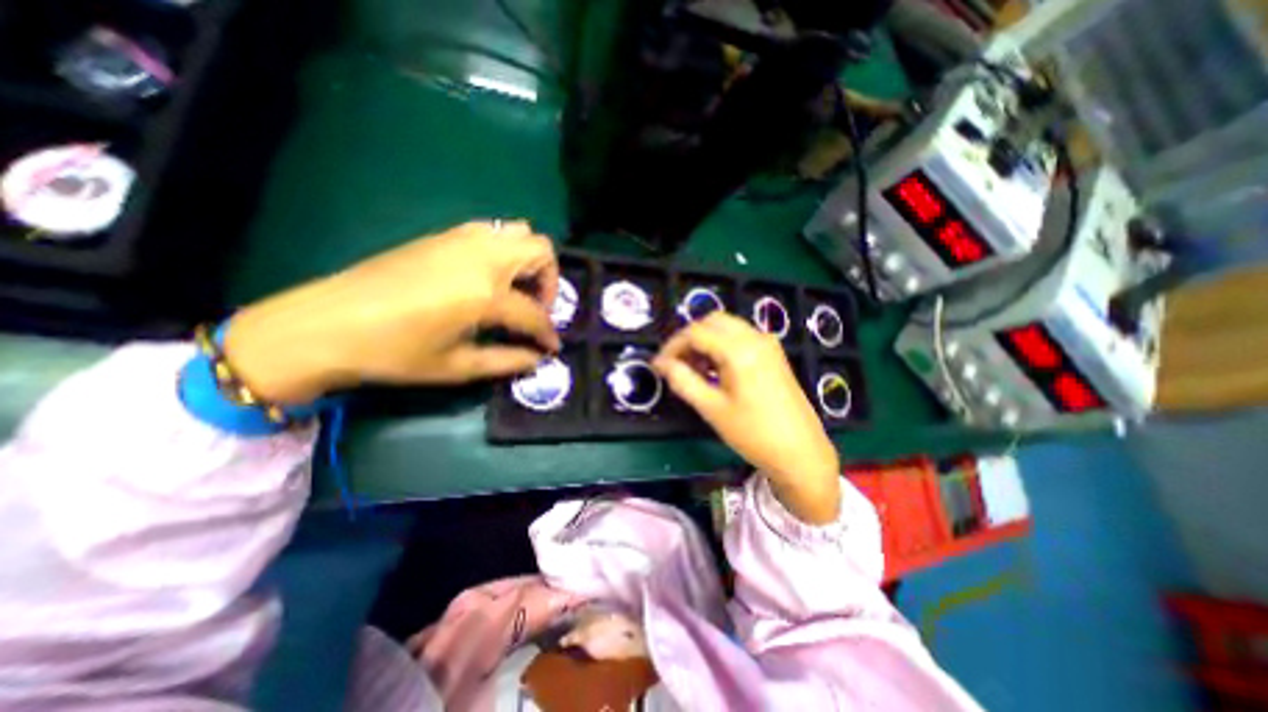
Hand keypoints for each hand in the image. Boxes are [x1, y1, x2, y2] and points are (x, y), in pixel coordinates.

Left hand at [226, 219, 559, 402]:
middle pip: (541, 251)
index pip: (535, 313)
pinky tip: (491, 276)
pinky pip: (493, 231)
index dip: (548, 333)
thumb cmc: (394, 353)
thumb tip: (539, 359)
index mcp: (485, 294)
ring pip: (520, 232)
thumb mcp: (457, 366)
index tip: (552, 347)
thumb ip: (508, 361)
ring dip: (530, 260)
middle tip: (537, 308)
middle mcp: (482, 257)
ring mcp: (462, 239)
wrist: (325, 324)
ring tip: (517, 289)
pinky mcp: (444, 235)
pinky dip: (506, 250)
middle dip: (549, 281)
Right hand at [653, 310, 840, 521]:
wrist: (801, 452)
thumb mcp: (711, 409)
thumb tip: (660, 364)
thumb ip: (683, 381)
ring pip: (726, 326)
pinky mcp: (773, 353)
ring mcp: (767, 343)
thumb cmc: (753, 433)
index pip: (695, 332)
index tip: (658, 365)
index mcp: (739, 350)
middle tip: (675, 364)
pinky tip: (715, 368)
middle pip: (711, 321)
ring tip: (693, 368)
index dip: (672, 346)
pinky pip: (740, 336)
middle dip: (688, 338)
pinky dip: (721, 344)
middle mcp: (755, 337)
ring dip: (705, 340)